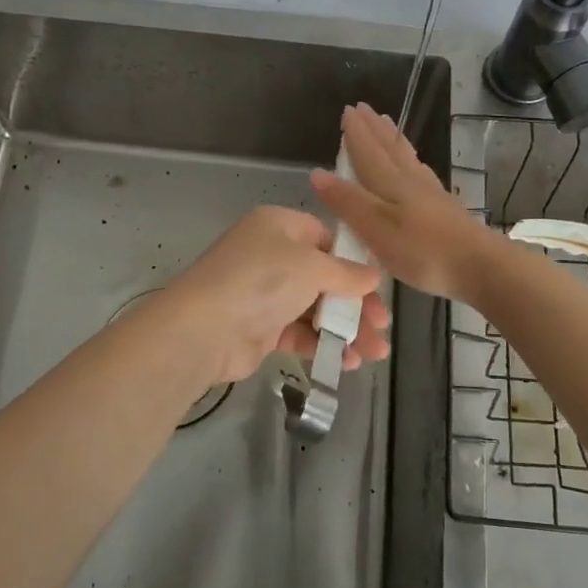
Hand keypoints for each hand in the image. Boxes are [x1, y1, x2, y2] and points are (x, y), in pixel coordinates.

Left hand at [164, 206, 390, 384]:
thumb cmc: (262, 281)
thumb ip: (347, 273)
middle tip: (383, 327)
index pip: (326, 238)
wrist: (205, 330)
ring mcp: (265, 293)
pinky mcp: (261, 328)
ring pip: (316, 309)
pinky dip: (323, 344)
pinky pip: (300, 332)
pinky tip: (347, 361)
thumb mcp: (311, 267)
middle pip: (325, 277)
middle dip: (357, 304)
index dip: (354, 261)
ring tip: (375, 354)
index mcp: (279, 226)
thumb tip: (373, 276)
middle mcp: (272, 255)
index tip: (379, 285)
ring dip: (346, 329)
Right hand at [309, 102, 502, 302]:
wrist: (480, 266)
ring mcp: (431, 193)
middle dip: (374, 129)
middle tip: (364, 108)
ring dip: (392, 139)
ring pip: (406, 158)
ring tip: (387, 125)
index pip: (367, 152)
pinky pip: (420, 172)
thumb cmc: (422, 251)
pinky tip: (415, 166)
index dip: (355, 133)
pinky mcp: (445, 208)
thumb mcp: (375, 229)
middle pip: (389, 149)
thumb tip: (317, 173)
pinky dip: (411, 160)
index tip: (347, 110)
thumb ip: (347, 202)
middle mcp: (410, 181)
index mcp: (390, 184)